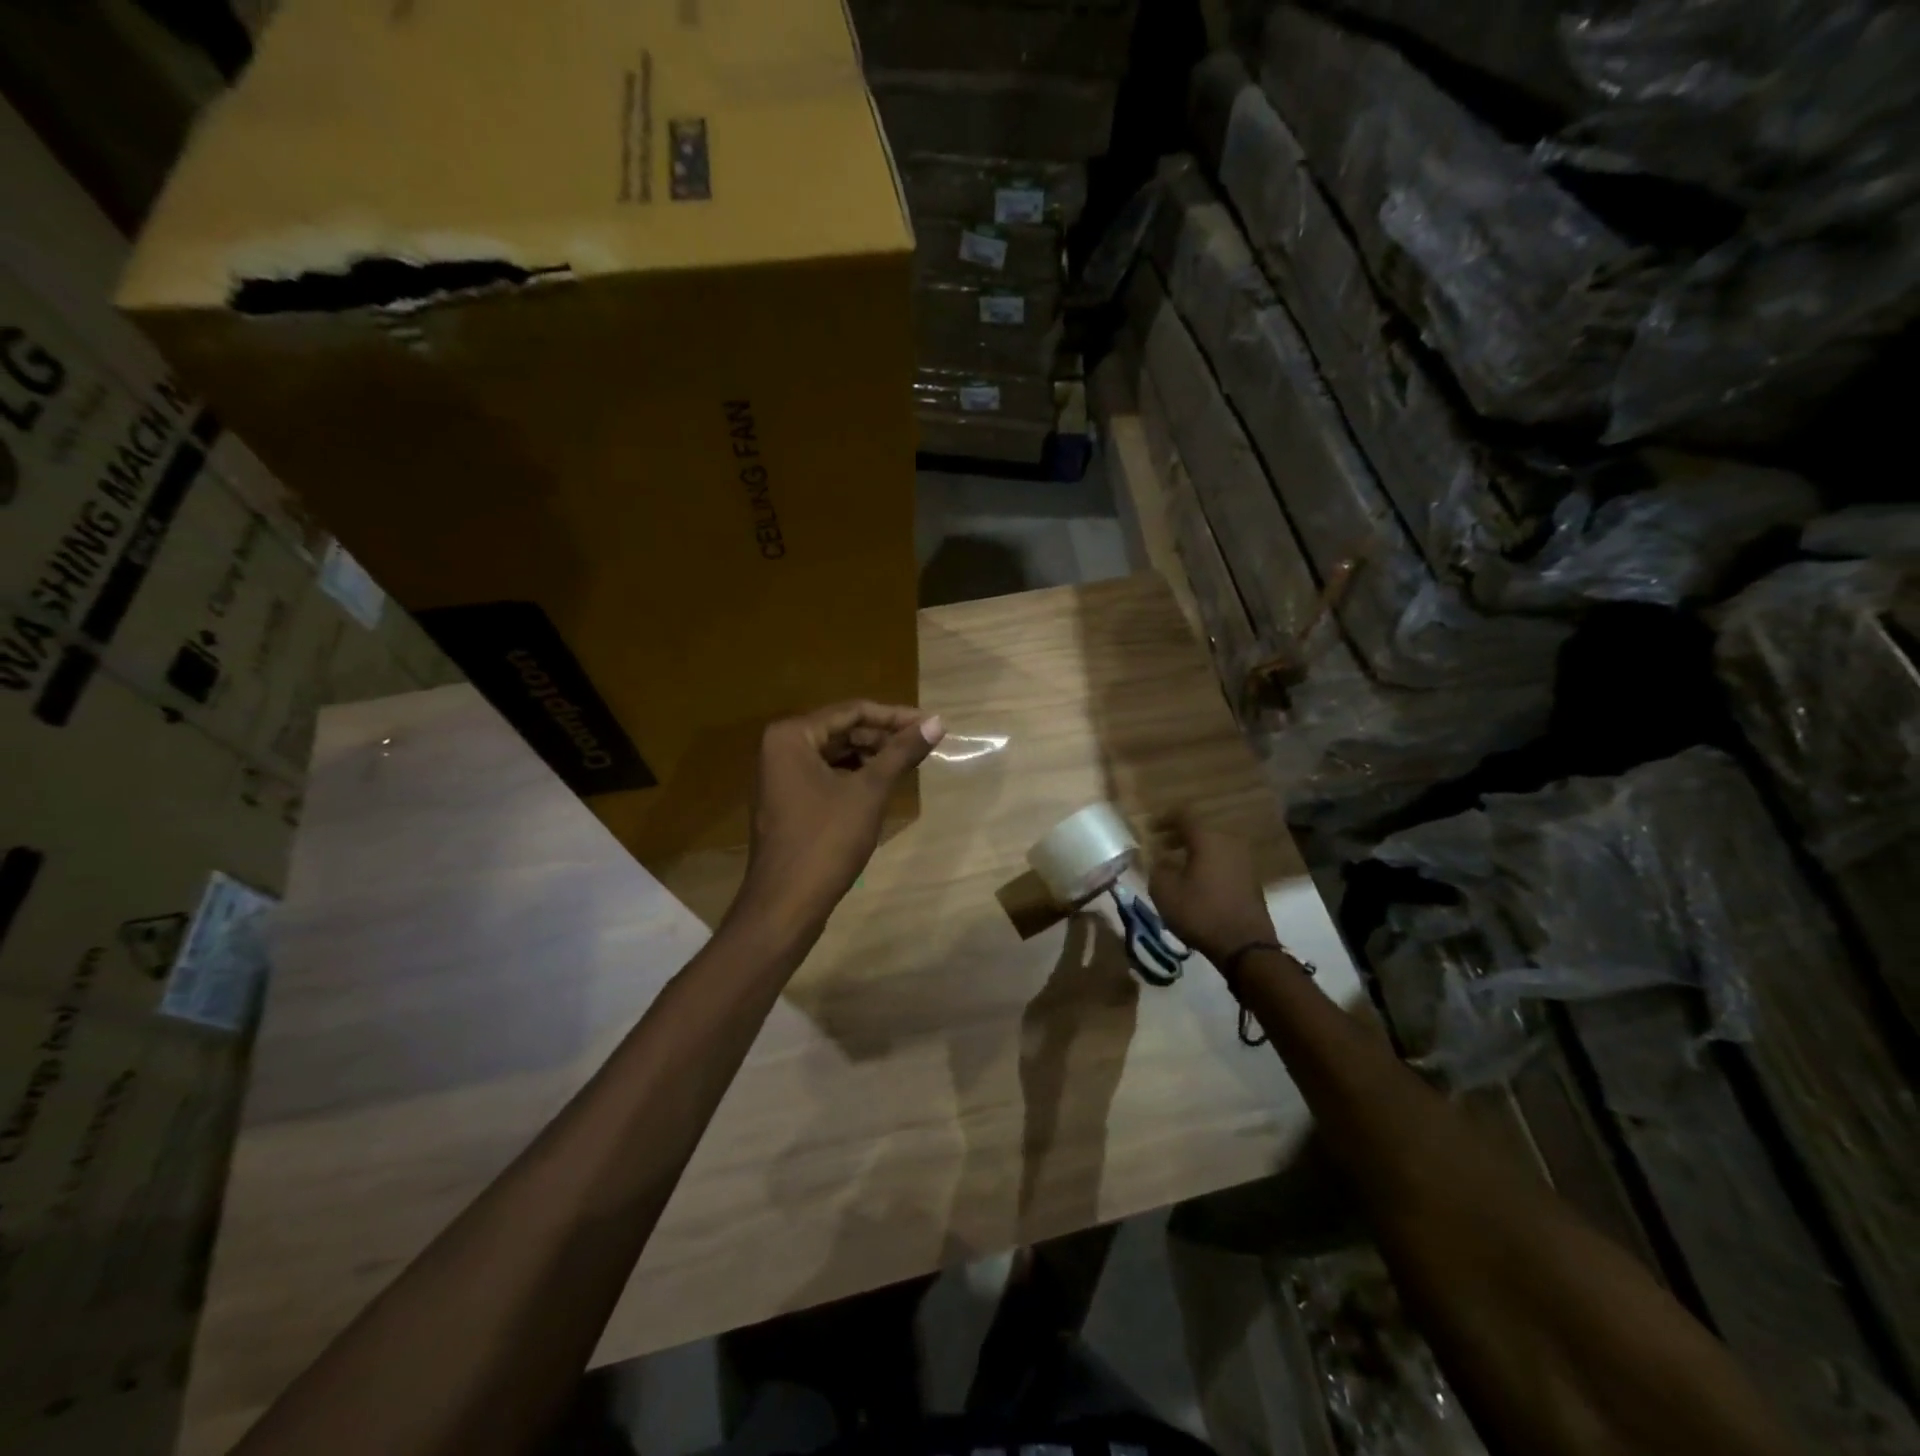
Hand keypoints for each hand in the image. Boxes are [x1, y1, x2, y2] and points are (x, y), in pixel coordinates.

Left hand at [732, 701, 945, 941]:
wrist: (786, 904)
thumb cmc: (826, 841)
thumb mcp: (869, 792)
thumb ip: (901, 752)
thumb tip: (938, 722)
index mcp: (792, 736)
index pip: (852, 711)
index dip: (896, 716)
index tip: (932, 723)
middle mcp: (780, 747)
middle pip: (842, 729)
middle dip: (884, 736)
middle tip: (925, 744)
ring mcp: (781, 775)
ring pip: (836, 753)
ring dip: (872, 756)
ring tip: (910, 762)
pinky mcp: (788, 799)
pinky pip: (826, 774)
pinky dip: (855, 776)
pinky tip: (883, 784)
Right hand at [1148, 812, 1275, 966]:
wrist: (1245, 947)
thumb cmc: (1200, 913)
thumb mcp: (1164, 891)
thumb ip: (1156, 867)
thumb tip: (1157, 857)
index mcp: (1207, 838)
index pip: (1183, 815)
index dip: (1163, 819)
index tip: (1149, 829)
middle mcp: (1229, 842)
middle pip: (1200, 830)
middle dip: (1177, 836)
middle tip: (1160, 847)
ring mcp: (1244, 861)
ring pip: (1213, 846)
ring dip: (1193, 851)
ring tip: (1175, 866)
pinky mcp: (1251, 880)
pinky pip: (1223, 862)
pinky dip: (1207, 864)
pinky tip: (1195, 881)